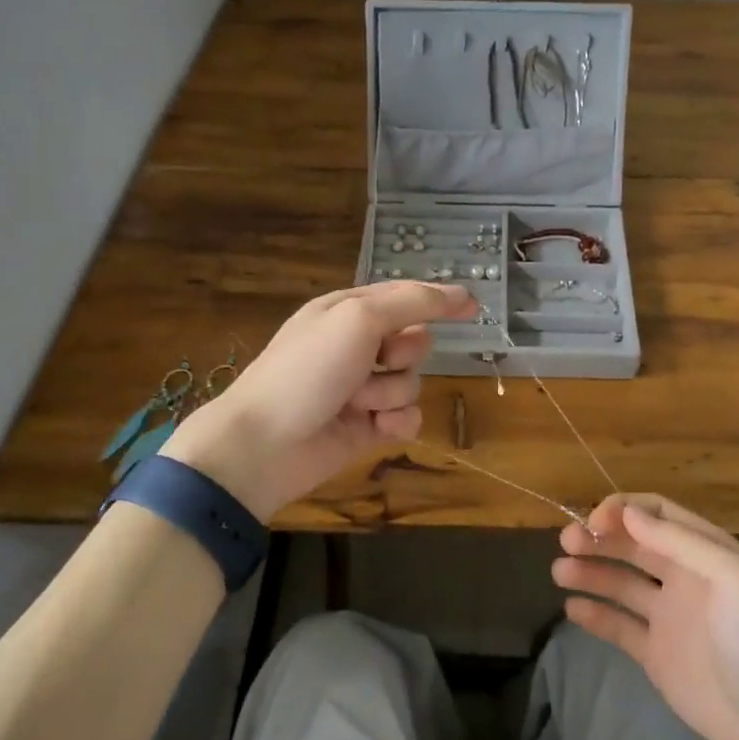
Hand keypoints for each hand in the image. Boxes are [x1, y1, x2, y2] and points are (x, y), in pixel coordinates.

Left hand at [163, 282, 477, 521]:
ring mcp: (361, 389)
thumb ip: (413, 303)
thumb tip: (463, 295)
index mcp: (348, 312)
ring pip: (411, 383)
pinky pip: (407, 418)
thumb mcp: (359, 319)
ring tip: (357, 403)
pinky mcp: (367, 427)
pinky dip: (395, 423)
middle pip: (414, 342)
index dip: (437, 301)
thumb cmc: (307, 370)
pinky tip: (376, 430)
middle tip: (378, 360)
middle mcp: (356, 347)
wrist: (266, 444)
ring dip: (391, 393)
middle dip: (404, 353)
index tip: (473, 308)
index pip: (405, 297)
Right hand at [554, 494, 738, 739]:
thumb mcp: (733, 579)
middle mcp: (685, 577)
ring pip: (621, 582)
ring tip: (559, 573)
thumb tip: (629, 514)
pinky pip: (619, 625)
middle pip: (633, 544)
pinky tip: (572, 608)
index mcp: (707, 552)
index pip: (657, 514)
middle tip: (565, 542)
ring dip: (590, 571)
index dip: (624, 510)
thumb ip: (682, 542)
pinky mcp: (656, 653)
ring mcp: (669, 616)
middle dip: (599, 537)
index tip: (593, 522)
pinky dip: (595, 614)